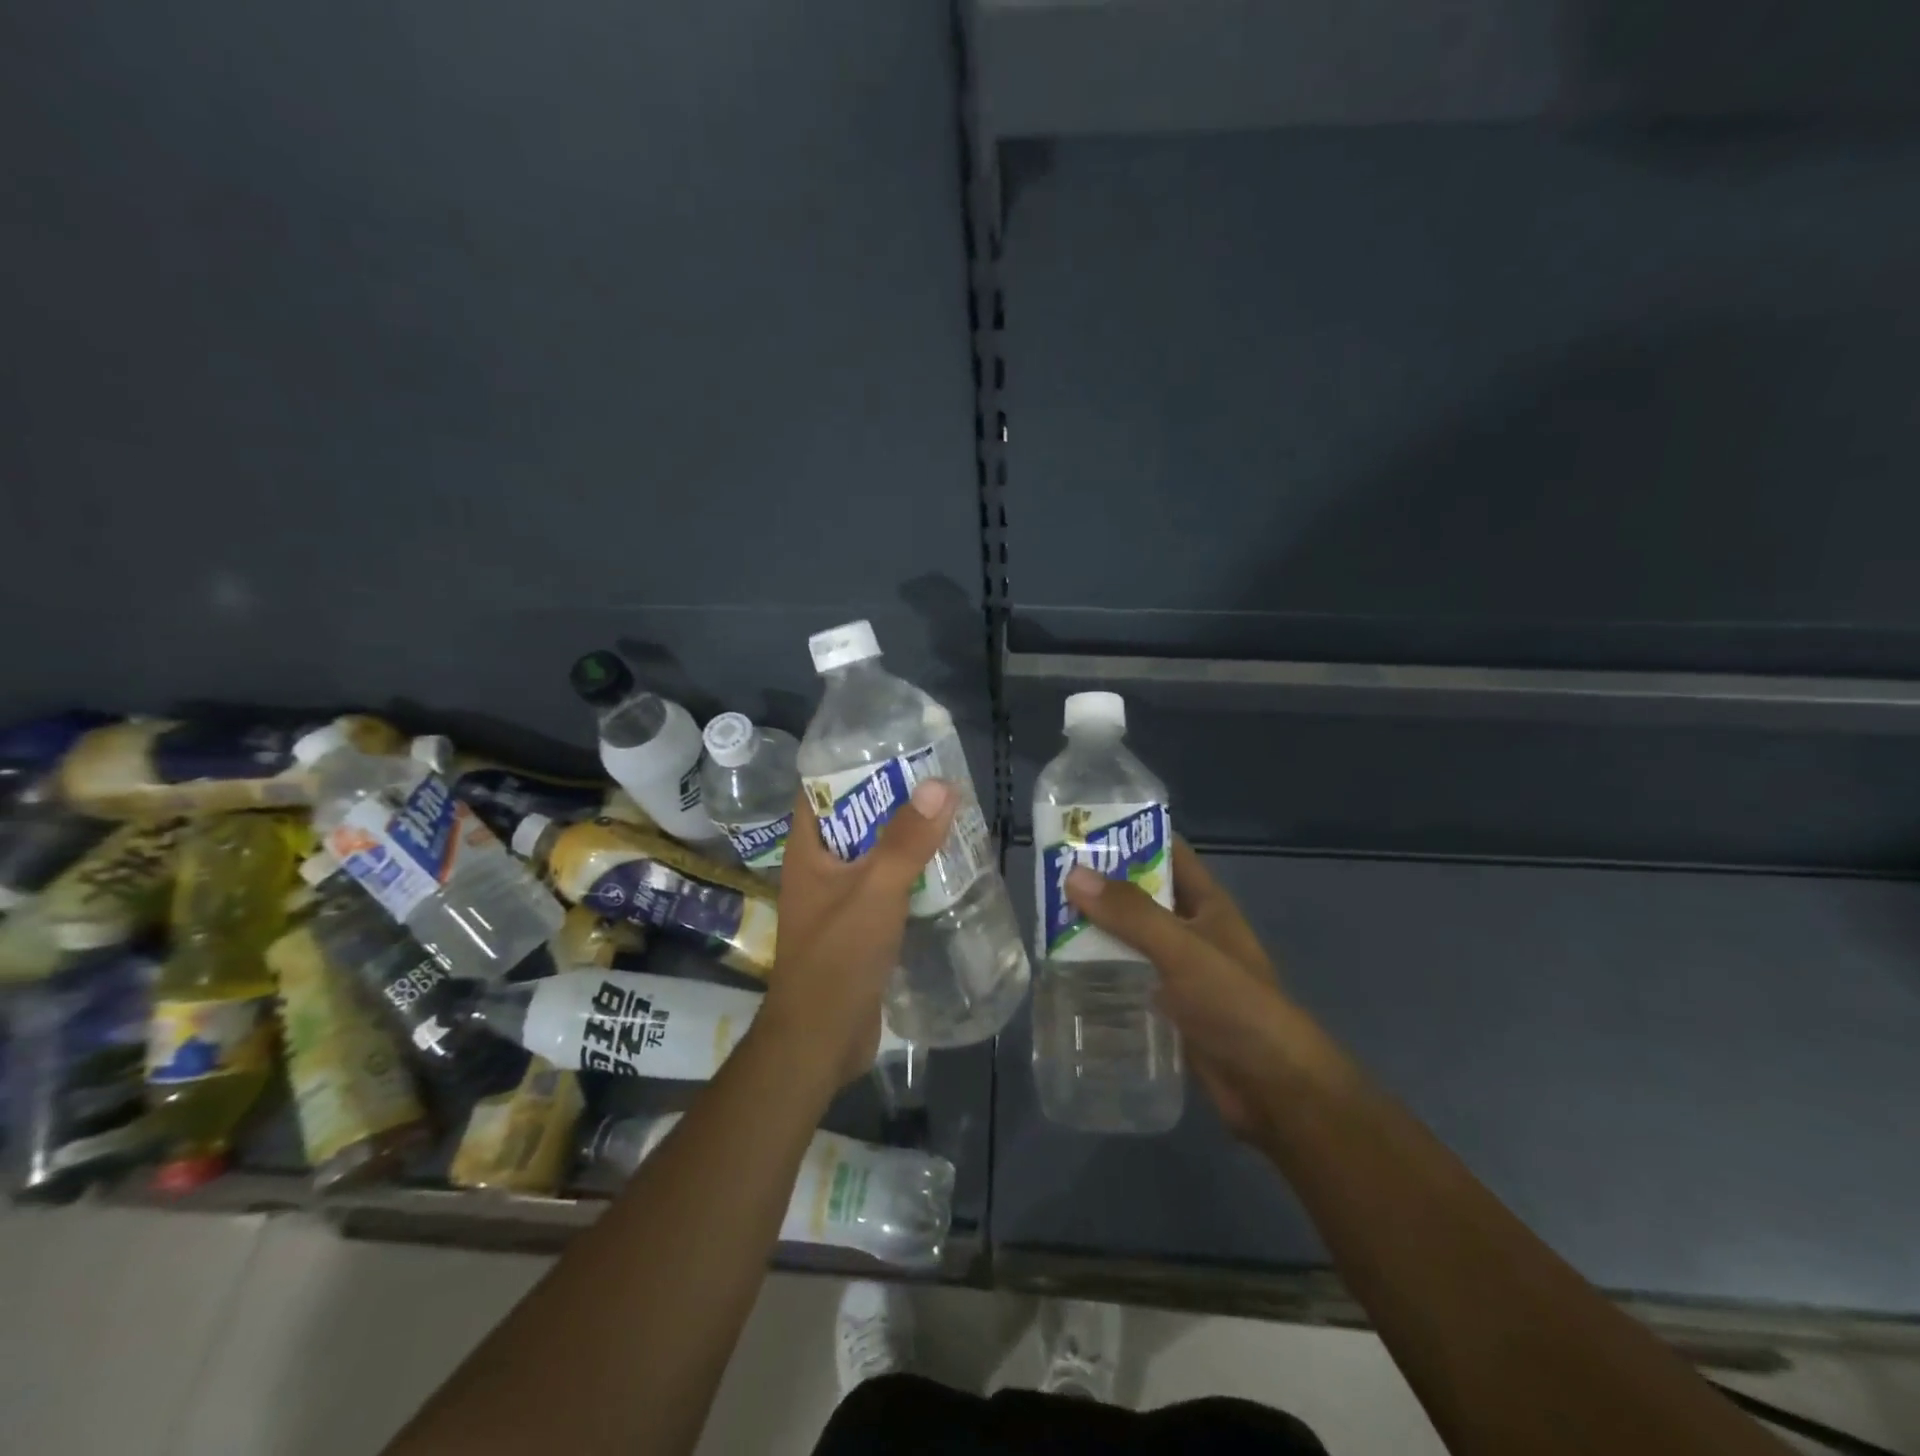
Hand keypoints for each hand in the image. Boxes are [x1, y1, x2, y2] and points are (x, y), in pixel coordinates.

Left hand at [758, 779, 957, 1087]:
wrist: (820, 1040)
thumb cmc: (837, 958)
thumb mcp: (875, 891)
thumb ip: (906, 840)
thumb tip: (940, 784)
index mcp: (808, 850)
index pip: (820, 789)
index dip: (850, 763)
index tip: (893, 746)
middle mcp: (819, 868)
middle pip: (854, 819)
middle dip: (891, 799)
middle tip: (937, 779)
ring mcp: (838, 899)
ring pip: (873, 854)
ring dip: (904, 838)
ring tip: (949, 816)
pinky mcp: (858, 927)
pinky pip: (885, 886)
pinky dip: (910, 874)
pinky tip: (944, 868)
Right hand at [1065, 839, 1322, 1140]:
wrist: (1273, 1089)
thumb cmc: (1235, 1005)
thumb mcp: (1182, 950)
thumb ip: (1131, 913)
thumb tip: (1074, 874)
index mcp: (1207, 904)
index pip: (1168, 852)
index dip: (1131, 836)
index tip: (1083, 831)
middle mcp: (1193, 932)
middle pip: (1143, 896)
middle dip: (1102, 886)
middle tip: (1051, 878)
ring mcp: (1181, 972)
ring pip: (1132, 939)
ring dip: (1097, 930)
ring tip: (1047, 922)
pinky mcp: (1170, 1008)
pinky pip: (1130, 978)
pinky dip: (1103, 972)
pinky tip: (1067, 974)